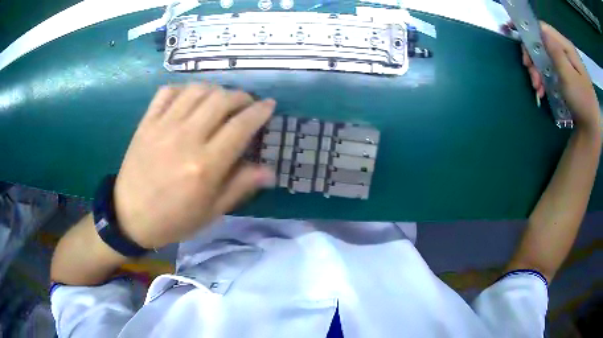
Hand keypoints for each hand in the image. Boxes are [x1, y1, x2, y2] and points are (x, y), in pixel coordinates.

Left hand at [113, 84, 275, 248]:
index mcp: (205, 166)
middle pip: (221, 100)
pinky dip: (183, 89)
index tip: (269, 105)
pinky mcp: (146, 123)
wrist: (129, 217)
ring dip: (215, 89)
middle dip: (241, 96)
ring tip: (220, 100)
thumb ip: (240, 186)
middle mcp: (186, 138)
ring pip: (196, 90)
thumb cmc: (173, 220)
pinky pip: (167, 92)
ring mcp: (163, 127)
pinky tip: (189, 98)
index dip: (260, 111)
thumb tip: (269, 171)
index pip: (241, 126)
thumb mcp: (211, 212)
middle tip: (246, 103)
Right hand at [521, 23, 600, 132]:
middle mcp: (564, 52)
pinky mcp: (563, 76)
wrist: (590, 128)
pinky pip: (548, 71)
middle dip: (533, 58)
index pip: (542, 28)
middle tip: (531, 76)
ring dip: (536, 72)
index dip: (529, 32)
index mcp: (566, 47)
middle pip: (541, 44)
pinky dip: (542, 80)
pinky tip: (541, 92)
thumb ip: (555, 52)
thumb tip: (540, 30)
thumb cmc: (582, 102)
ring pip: (543, 58)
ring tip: (537, 89)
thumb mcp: (569, 76)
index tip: (519, 45)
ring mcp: (564, 65)